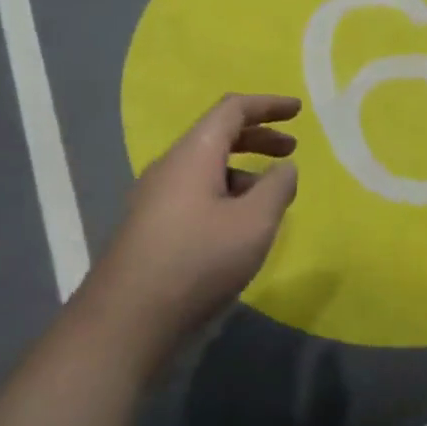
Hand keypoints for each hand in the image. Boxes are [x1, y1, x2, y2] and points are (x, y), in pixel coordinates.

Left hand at [76, 94, 301, 361]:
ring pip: (206, 168)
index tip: (298, 110)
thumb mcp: (254, 222)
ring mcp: (155, 198)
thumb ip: (277, 188)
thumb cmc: (198, 261)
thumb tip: (284, 168)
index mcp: (193, 154)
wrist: (128, 320)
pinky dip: (226, 193)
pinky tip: (240, 226)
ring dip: (243, 170)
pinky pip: (195, 193)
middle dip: (259, 137)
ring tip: (271, 195)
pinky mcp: (152, 227)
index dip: (268, 105)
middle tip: (291, 150)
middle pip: (217, 135)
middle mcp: (169, 167)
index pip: (232, 110)